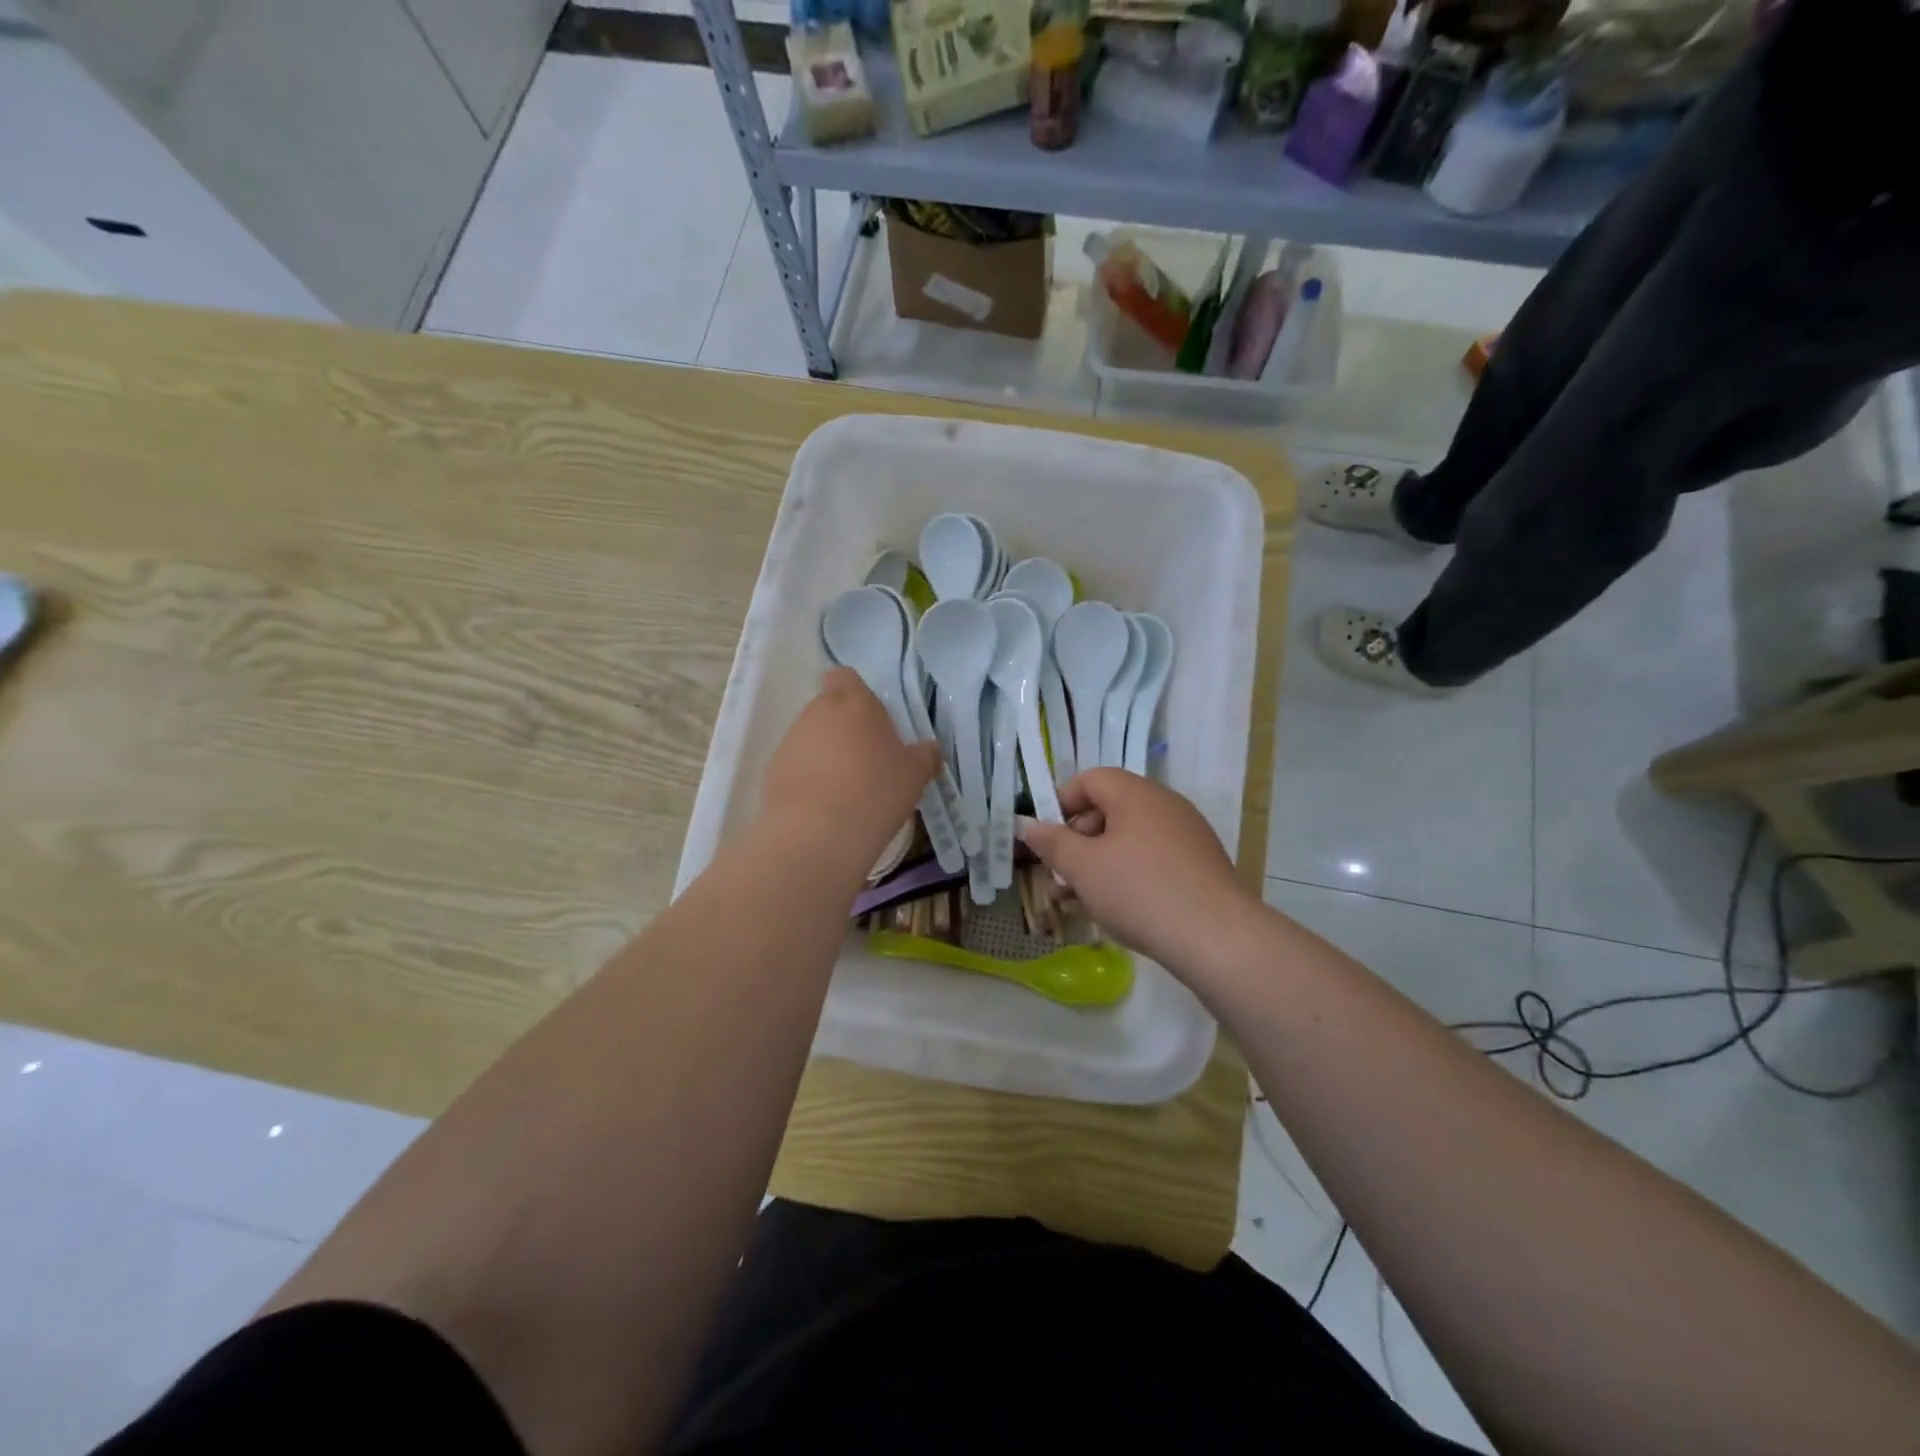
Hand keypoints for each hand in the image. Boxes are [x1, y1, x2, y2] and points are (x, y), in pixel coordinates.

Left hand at [761, 668, 938, 861]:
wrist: (816, 835)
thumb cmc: (875, 792)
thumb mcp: (915, 775)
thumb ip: (924, 755)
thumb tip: (929, 748)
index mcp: (854, 702)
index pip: (846, 677)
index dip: (857, 694)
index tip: (874, 720)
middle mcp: (817, 712)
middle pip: (829, 709)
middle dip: (845, 728)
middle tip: (869, 760)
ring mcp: (790, 741)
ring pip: (812, 738)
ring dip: (827, 754)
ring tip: (848, 789)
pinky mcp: (773, 770)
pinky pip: (797, 765)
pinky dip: (810, 778)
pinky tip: (826, 806)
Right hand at [1016, 769, 1255, 973]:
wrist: (1217, 937)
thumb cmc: (1140, 891)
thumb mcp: (1083, 867)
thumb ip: (1052, 842)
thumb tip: (1030, 825)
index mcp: (1135, 794)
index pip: (1090, 780)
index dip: (1061, 803)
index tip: (1047, 839)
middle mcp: (1164, 804)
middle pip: (1109, 809)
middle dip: (1077, 841)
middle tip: (1060, 876)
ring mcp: (1187, 835)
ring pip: (1129, 839)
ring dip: (1098, 863)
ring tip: (1078, 901)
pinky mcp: (1200, 865)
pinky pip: (1153, 859)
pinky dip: (1128, 875)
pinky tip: (1116, 909)